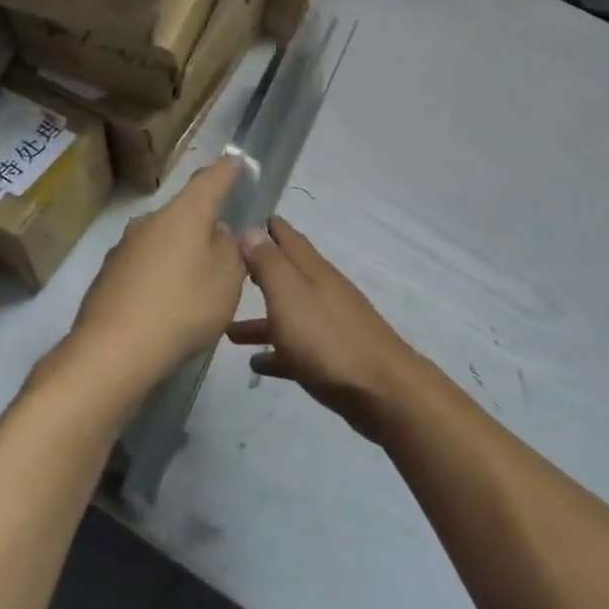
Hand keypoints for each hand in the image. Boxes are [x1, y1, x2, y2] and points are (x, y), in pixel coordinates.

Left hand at [67, 157, 247, 397]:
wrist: (111, 352)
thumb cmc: (182, 308)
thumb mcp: (227, 281)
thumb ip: (231, 250)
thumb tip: (219, 232)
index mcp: (184, 214)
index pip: (210, 179)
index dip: (227, 170)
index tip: (237, 161)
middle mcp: (150, 221)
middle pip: (185, 212)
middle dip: (205, 224)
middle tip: (225, 251)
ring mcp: (124, 248)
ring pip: (164, 240)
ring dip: (182, 253)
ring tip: (197, 286)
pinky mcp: (108, 276)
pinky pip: (145, 266)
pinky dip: (161, 277)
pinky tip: (168, 306)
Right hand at [229, 218, 421, 440]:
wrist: (379, 390)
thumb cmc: (327, 339)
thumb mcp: (290, 295)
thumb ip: (269, 264)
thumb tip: (251, 230)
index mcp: (314, 272)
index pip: (291, 240)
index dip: (272, 228)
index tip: (250, 218)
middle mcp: (323, 293)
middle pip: (289, 277)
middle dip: (263, 271)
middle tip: (232, 269)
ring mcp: (330, 327)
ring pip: (289, 315)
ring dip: (261, 320)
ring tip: (228, 330)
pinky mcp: (332, 359)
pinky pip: (296, 349)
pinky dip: (276, 352)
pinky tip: (257, 363)